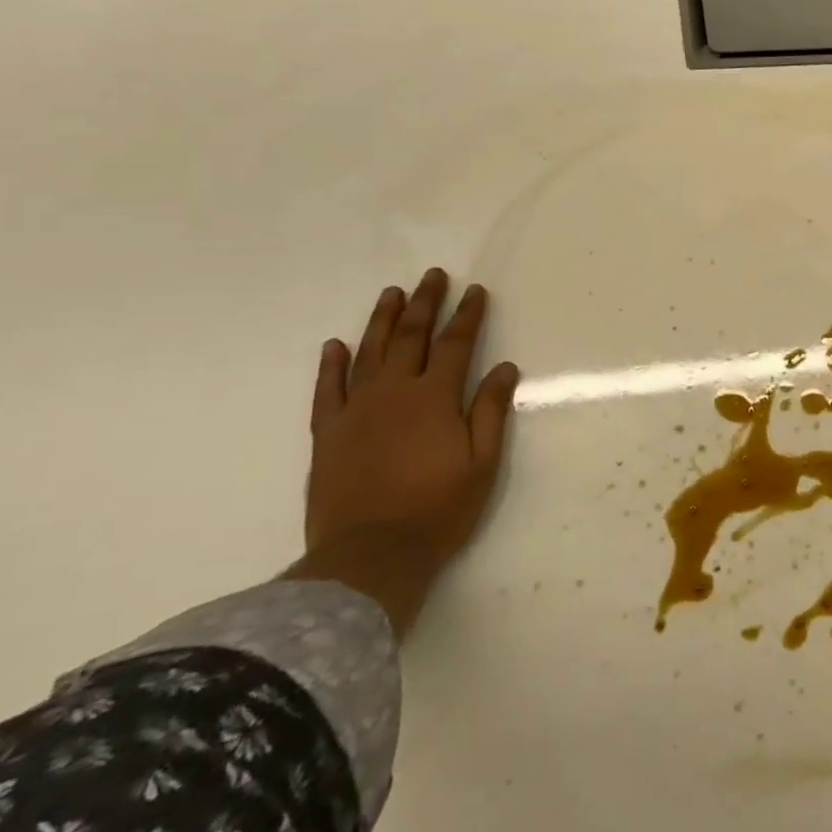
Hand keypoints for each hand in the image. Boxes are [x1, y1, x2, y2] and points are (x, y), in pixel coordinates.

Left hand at [307, 269, 519, 572]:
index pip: (456, 344)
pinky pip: (328, 390)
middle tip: (432, 276)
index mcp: (435, 398)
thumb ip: (490, 411)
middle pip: (411, 337)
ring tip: (391, 293)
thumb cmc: (437, 510)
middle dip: (425, 303)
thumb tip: (504, 367)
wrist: (369, 556)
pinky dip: (332, 365)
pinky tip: (336, 345)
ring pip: (369, 353)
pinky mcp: (328, 433)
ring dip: (382, 320)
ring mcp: (356, 411)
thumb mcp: (482, 463)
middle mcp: (394, 393)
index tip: (475, 290)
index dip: (467, 314)